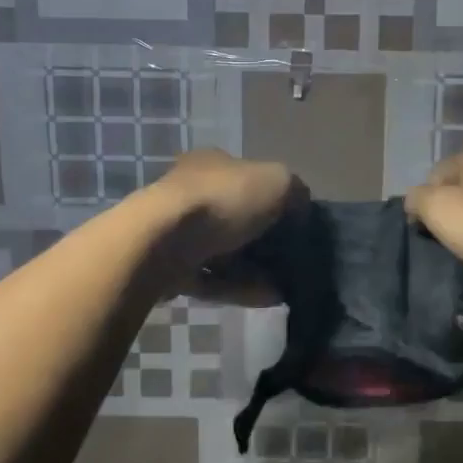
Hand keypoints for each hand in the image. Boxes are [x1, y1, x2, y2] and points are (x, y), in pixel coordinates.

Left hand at [147, 148, 299, 292]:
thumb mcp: (277, 182)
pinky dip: (240, 288)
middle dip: (265, 239)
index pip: (248, 177)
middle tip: (292, 258)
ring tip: (286, 287)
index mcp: (213, 164)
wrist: (162, 242)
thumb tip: (300, 208)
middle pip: (236, 216)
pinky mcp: (170, 268)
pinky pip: (213, 279)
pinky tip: (268, 298)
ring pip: (225, 252)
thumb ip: (295, 192)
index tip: (296, 222)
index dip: (274, 198)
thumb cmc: (223, 199)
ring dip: (256, 269)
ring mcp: (177, 232)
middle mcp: (192, 192)